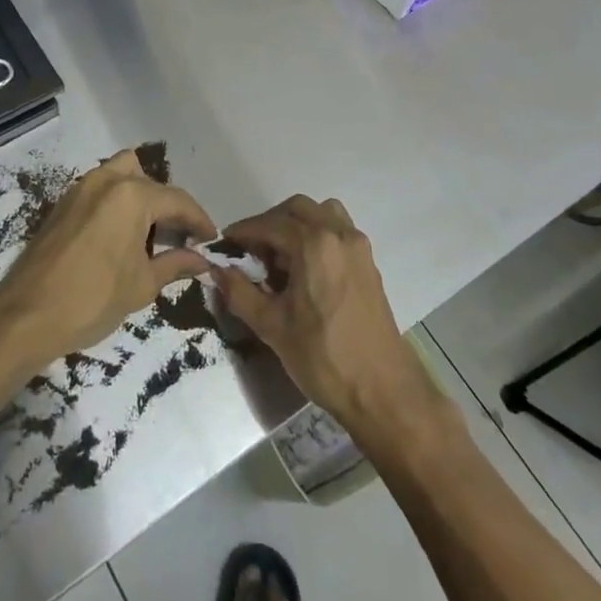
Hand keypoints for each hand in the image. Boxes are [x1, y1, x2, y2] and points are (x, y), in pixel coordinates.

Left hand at [0, 149, 213, 367]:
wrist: (26, 316)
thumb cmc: (92, 299)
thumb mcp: (142, 285)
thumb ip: (175, 265)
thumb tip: (203, 261)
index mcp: (131, 195)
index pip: (177, 200)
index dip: (199, 220)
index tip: (211, 239)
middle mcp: (106, 181)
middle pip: (148, 179)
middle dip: (167, 204)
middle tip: (178, 235)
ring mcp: (79, 189)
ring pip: (120, 175)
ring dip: (139, 196)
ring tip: (149, 233)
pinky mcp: (62, 204)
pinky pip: (99, 190)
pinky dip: (116, 202)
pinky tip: (120, 236)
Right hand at [215, 196, 445, 443]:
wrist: (382, 390)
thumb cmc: (323, 357)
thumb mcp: (271, 327)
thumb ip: (240, 292)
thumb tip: (217, 270)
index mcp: (314, 244)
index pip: (269, 224)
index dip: (243, 232)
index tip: (224, 245)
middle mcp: (339, 234)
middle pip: (297, 210)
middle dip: (269, 224)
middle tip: (251, 252)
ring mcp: (358, 247)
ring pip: (322, 214)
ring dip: (296, 225)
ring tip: (280, 257)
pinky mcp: (368, 263)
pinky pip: (338, 231)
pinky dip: (317, 235)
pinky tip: (304, 270)